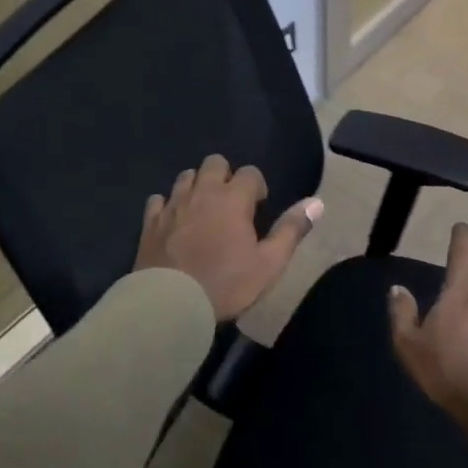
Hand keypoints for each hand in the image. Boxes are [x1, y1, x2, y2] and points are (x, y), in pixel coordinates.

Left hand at [134, 154, 322, 321]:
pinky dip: (168, 204)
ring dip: (197, 185)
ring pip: (186, 176)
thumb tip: (317, 202)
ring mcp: (173, 204)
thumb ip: (292, 230)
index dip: (257, 186)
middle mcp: (203, 192)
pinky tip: (173, 220)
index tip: (258, 207)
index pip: (250, 172)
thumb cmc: (225, 284)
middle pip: (214, 163)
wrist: (170, 304)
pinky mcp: (150, 221)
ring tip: (203, 209)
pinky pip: (158, 199)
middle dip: (225, 175)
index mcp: (233, 198)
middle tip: (231, 203)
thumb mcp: (269, 263)